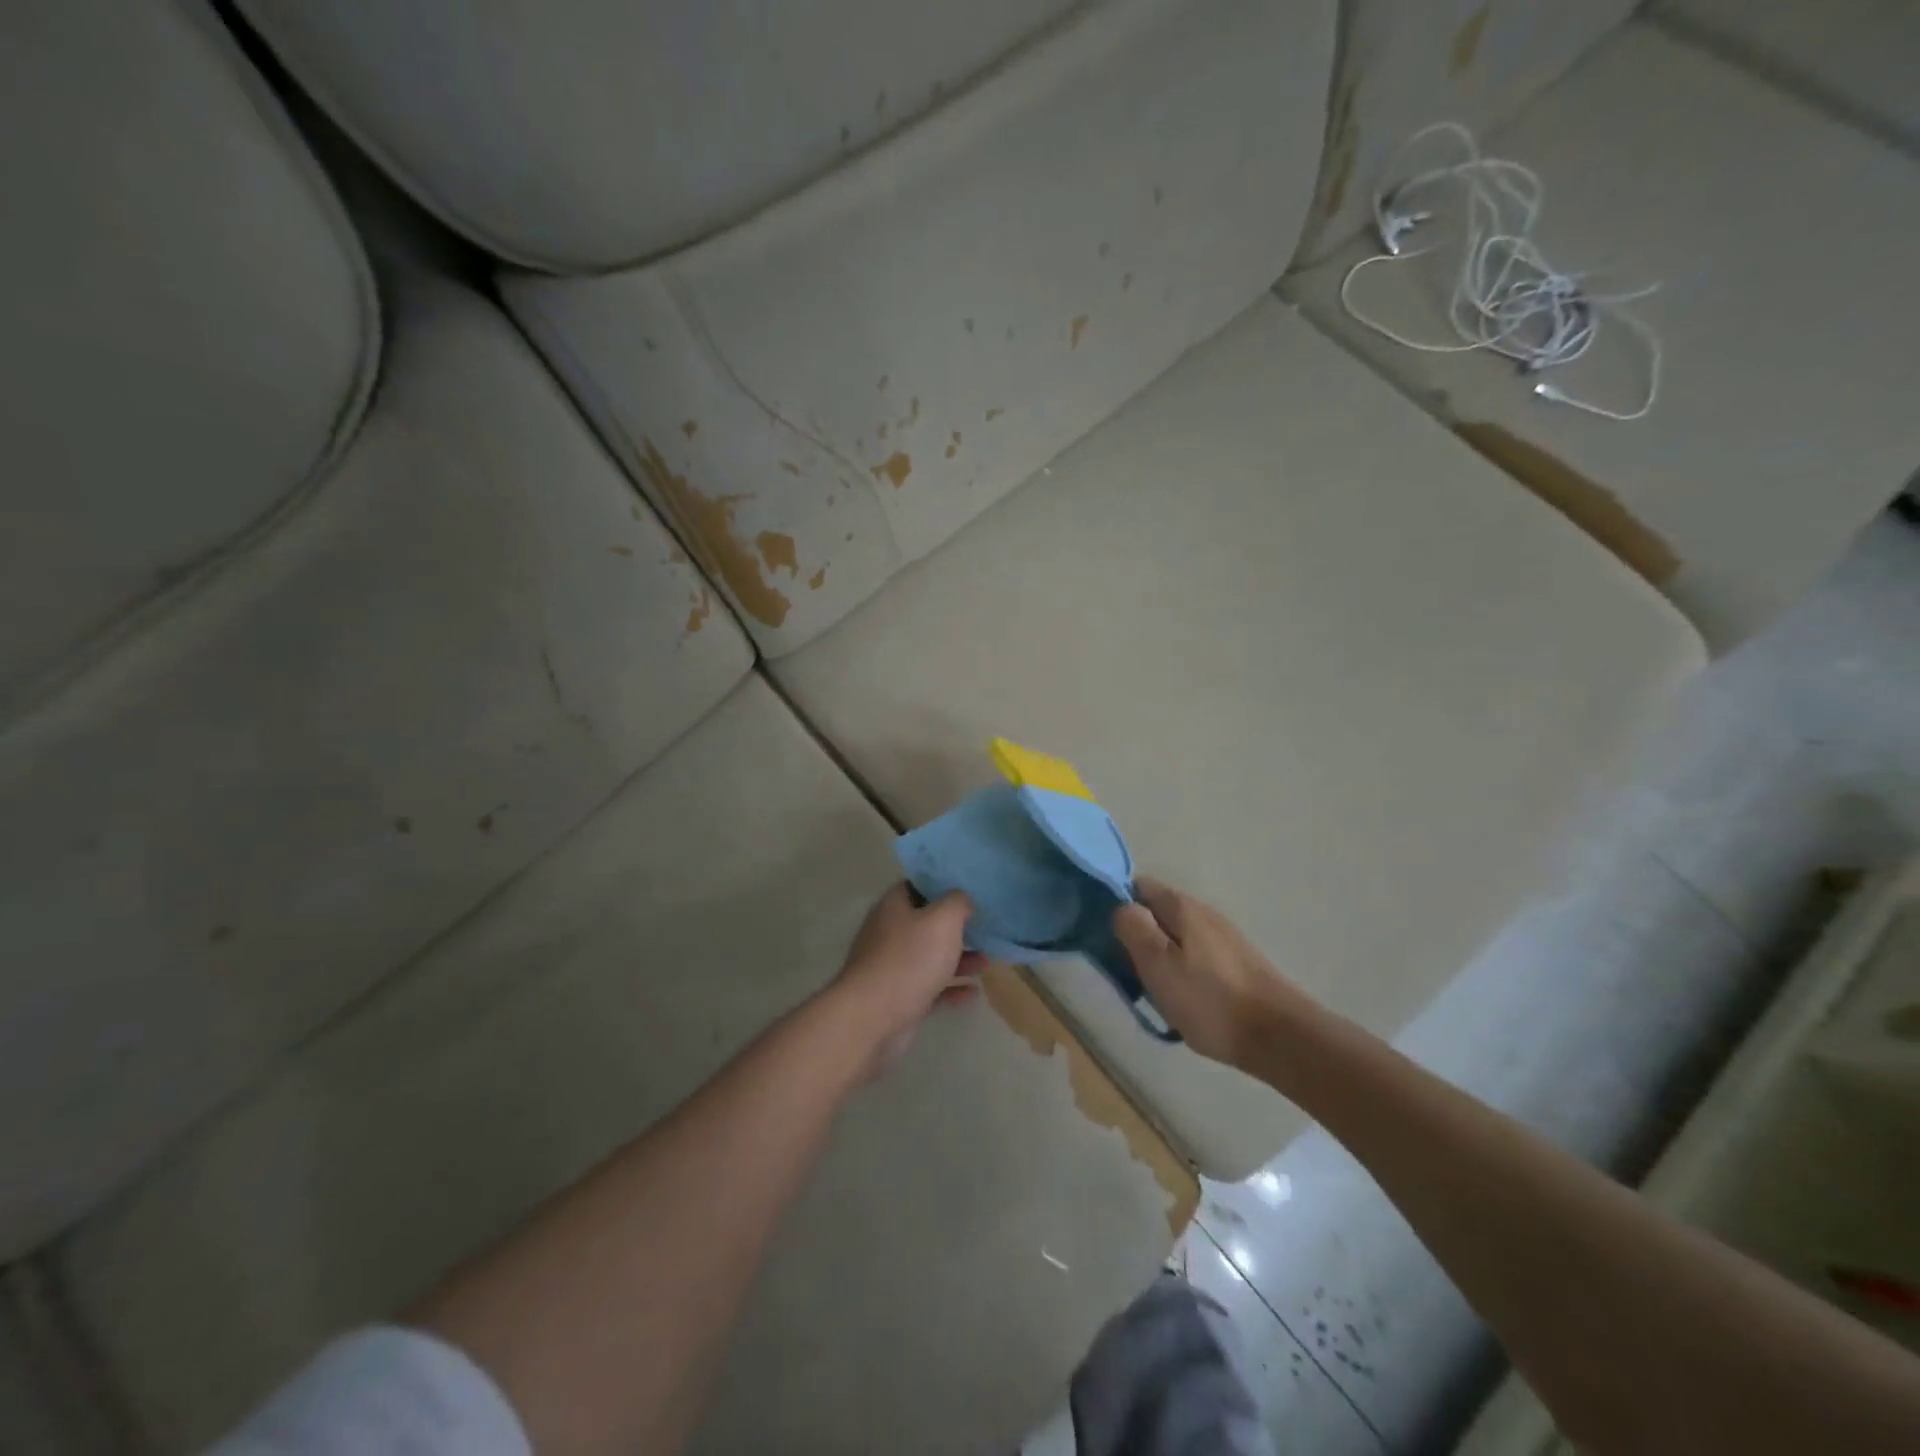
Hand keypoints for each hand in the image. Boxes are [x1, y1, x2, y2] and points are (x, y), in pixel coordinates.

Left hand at [829, 884, 985, 1078]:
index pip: (918, 884)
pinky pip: (929, 987)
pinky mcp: (898, 997)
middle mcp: (889, 932)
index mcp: (894, 906)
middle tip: (985, 928)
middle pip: (927, 922)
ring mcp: (892, 966)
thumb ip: (958, 902)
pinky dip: (950, 988)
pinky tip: (973, 992)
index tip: (970, 889)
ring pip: (930, 956)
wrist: (872, 1018)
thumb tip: (962, 899)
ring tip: (987, 962)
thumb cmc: (909, 959)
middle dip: (956, 926)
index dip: (944, 884)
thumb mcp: (943, 920)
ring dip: (958, 958)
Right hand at [1112, 877, 1309, 1068]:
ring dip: (1157, 956)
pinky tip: (1180, 999)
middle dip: (1135, 935)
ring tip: (1149, 989)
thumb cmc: (1209, 1000)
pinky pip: (1192, 956)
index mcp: (1180, 906)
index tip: (1102, 934)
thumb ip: (1133, 928)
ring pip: (1173, 936)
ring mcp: (1220, 937)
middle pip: (1155, 912)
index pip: (1136, 886)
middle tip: (1124, 969)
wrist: (1279, 1037)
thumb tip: (1121, 907)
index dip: (1115, 904)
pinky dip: (1179, 971)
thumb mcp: (1158, 964)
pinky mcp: (1233, 962)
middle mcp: (1201, 912)